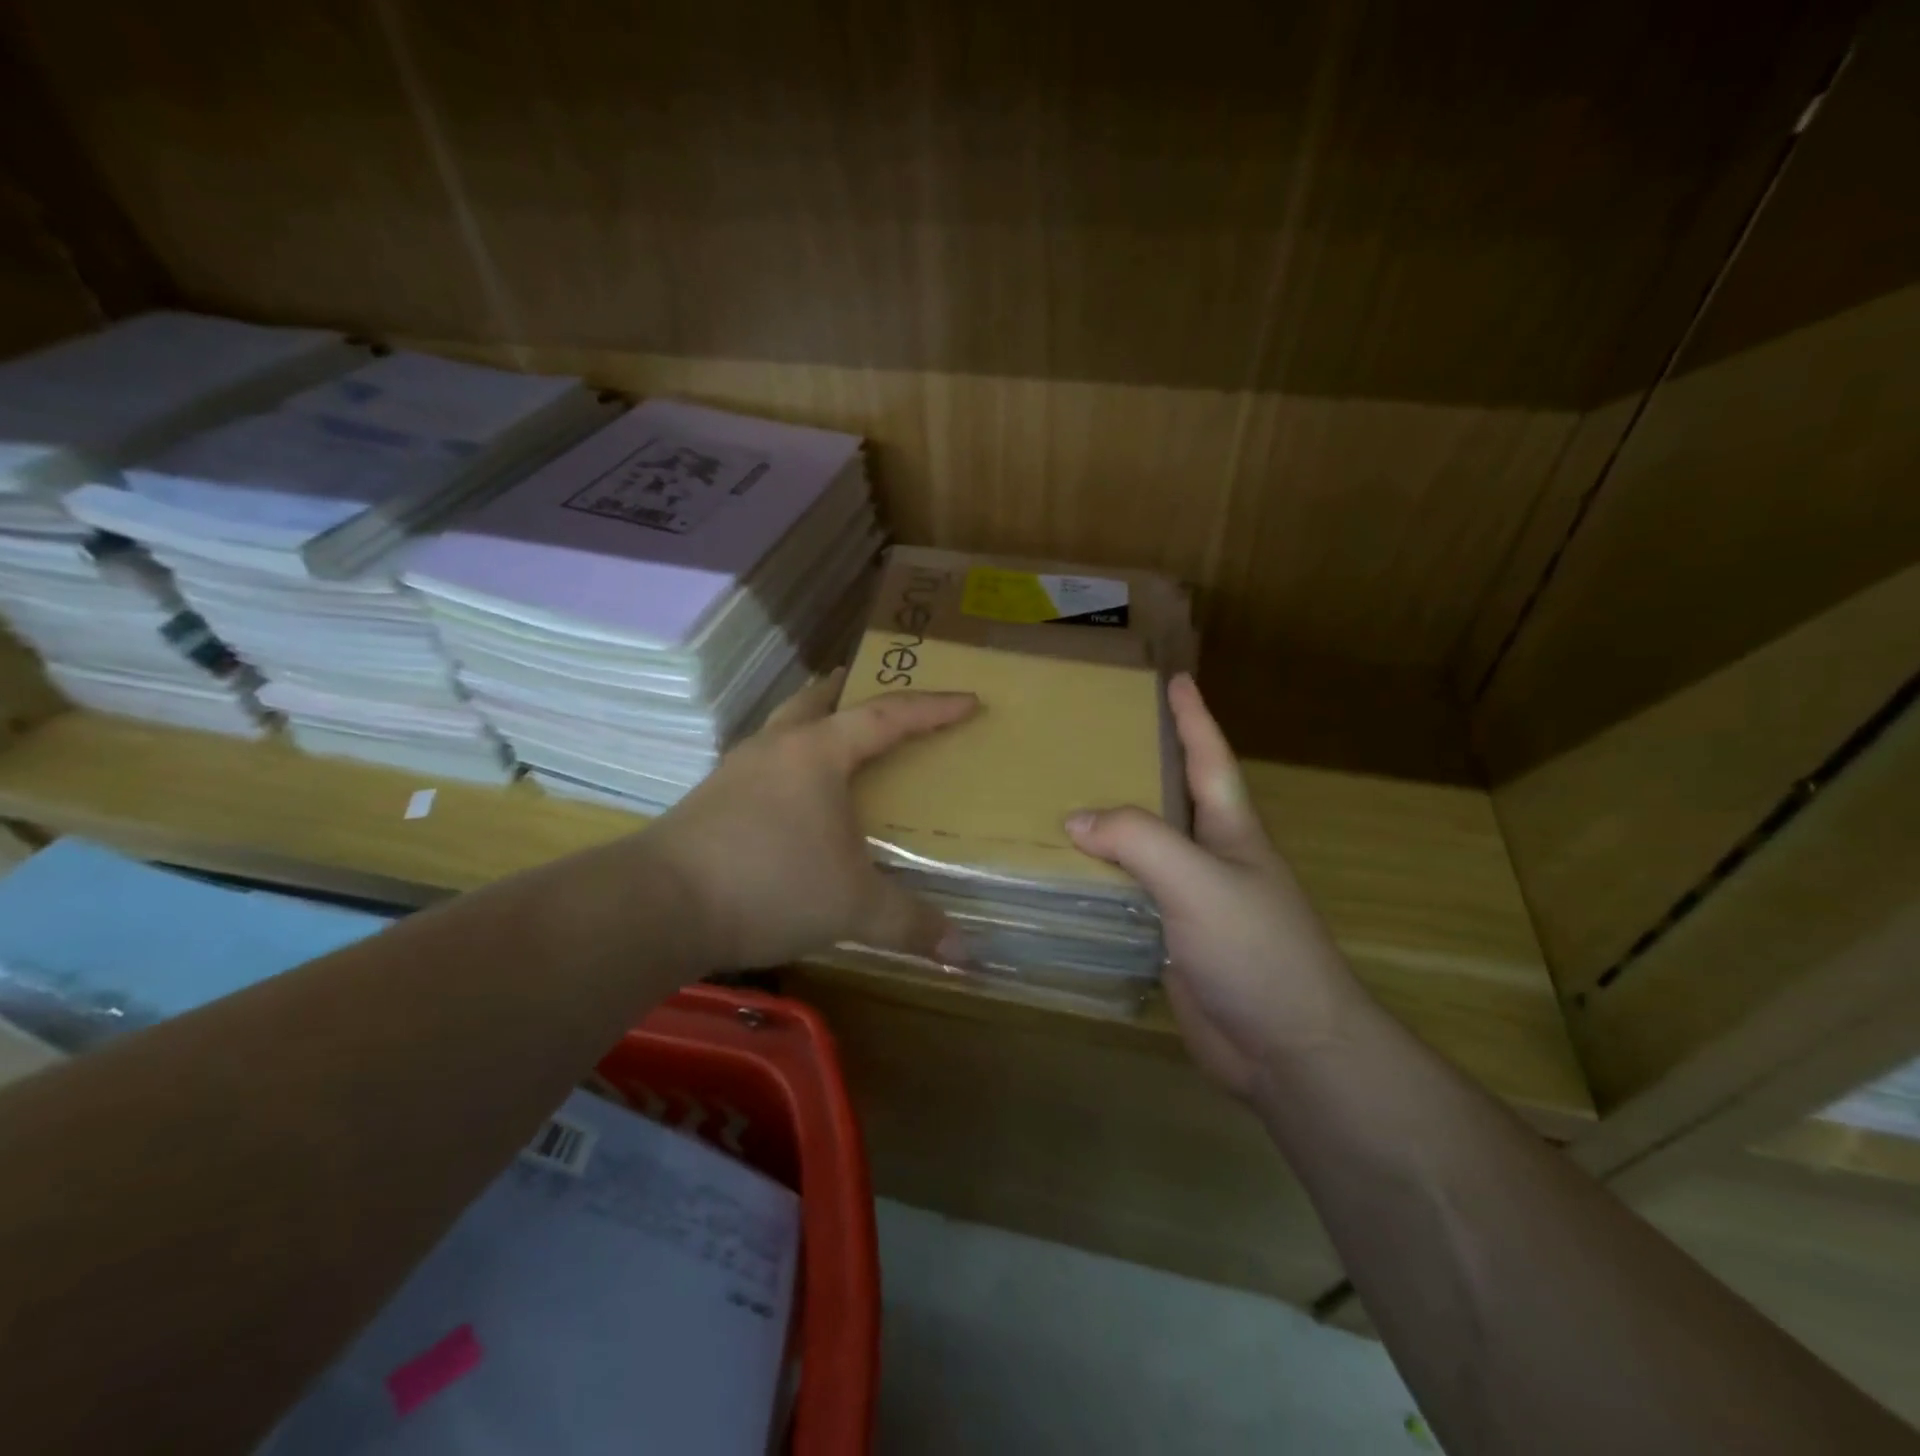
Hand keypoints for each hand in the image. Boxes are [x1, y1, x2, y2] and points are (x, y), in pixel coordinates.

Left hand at [646, 668, 977, 970]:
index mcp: (818, 753)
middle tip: (868, 684)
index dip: (932, 708)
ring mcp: (736, 771)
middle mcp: (776, 748)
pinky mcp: (711, 800)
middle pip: (817, 701)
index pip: (887, 717)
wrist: (658, 905)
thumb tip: (966, 956)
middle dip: (848, 690)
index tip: (969, 700)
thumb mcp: (853, 906)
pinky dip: (787, 762)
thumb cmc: (770, 884)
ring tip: (831, 736)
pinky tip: (790, 795)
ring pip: (783, 727)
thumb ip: (911, 925)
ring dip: (811, 721)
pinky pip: (761, 763)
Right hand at [1064, 673, 1366, 1099]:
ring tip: (1060, 799)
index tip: (1176, 679)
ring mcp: (1191, 903)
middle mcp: (1210, 858)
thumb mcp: (1199, 882)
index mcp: (1231, 831)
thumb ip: (1138, 841)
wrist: (1288, 1050)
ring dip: (1110, 827)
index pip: (1209, 758)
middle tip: (1091, 738)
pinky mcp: (1171, 942)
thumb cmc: (1256, 951)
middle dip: (1139, 765)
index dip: (1193, 718)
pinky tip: (1063, 875)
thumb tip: (1075, 820)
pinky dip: (1099, 881)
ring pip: (1142, 851)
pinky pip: (1128, 897)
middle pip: (1170, 799)